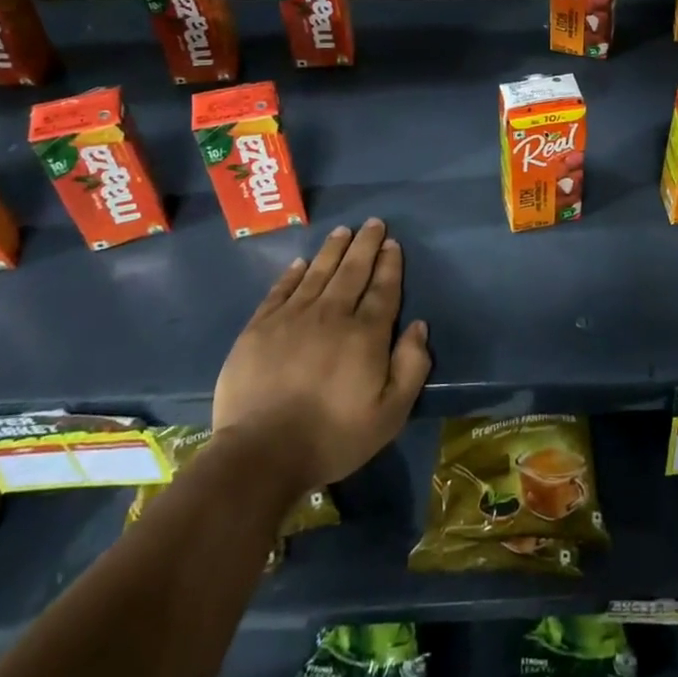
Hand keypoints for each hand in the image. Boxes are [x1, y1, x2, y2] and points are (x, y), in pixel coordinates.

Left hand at [212, 219, 430, 488]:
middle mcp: (331, 315)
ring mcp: (291, 319)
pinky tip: (300, 263)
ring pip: (317, 273)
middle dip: (365, 245)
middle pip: (352, 272)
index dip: (389, 264)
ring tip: (343, 232)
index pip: (382, 289)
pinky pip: (280, 290)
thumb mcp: (390, 414)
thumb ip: (411, 367)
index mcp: (365, 335)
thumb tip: (418, 326)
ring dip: (333, 250)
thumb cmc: (333, 436)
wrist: (261, 453)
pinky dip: (293, 274)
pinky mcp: (259, 329)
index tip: (392, 243)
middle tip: (372, 223)